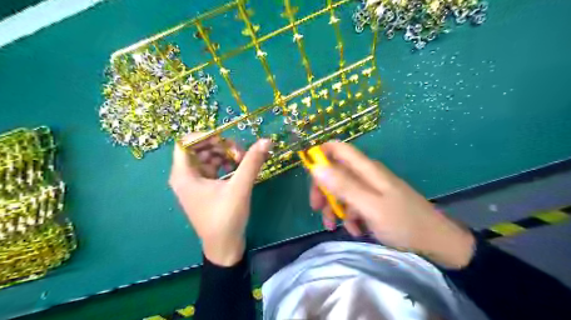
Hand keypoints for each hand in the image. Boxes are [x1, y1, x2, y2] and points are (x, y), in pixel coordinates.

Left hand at [169, 134, 271, 265]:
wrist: (224, 247)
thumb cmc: (226, 218)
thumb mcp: (240, 188)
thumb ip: (251, 162)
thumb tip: (266, 140)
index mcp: (184, 175)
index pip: (186, 142)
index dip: (205, 136)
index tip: (226, 140)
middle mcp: (185, 177)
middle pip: (199, 148)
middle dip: (220, 146)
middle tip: (240, 152)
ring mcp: (194, 183)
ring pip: (207, 158)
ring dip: (224, 155)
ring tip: (242, 161)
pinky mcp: (204, 189)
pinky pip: (212, 168)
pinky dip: (225, 164)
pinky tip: (238, 169)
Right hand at [311, 141, 475, 267]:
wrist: (435, 242)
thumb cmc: (403, 222)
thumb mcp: (370, 205)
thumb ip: (343, 185)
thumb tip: (316, 167)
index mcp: (365, 169)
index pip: (336, 148)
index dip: (319, 155)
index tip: (308, 174)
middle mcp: (366, 174)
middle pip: (334, 172)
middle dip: (323, 189)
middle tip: (317, 208)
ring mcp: (370, 188)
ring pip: (341, 190)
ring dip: (334, 207)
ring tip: (335, 227)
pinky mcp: (373, 202)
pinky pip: (353, 204)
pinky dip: (349, 216)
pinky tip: (355, 230)